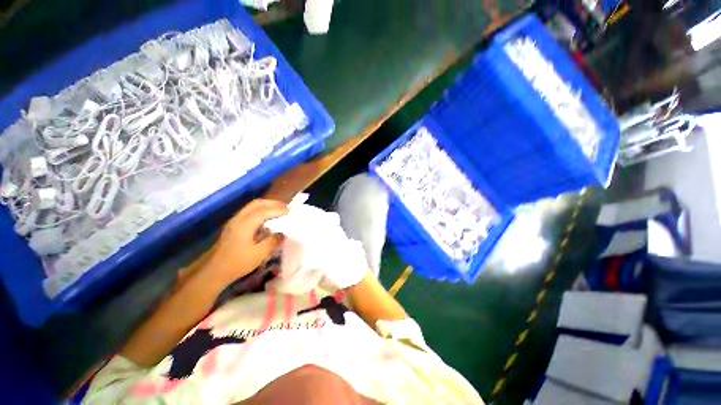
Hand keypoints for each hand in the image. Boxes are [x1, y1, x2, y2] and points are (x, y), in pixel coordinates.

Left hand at [205, 199, 287, 284]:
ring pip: (252, 207)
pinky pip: (249, 212)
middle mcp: (239, 219)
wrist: (213, 271)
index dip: (278, 210)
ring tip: (278, 211)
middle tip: (285, 207)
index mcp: (245, 224)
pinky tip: (266, 219)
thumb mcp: (258, 254)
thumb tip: (283, 234)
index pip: (264, 211)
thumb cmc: (237, 263)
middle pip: (257, 204)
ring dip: (266, 206)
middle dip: (272, 203)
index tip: (290, 211)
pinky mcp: (233, 227)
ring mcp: (234, 222)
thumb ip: (272, 241)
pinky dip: (261, 211)